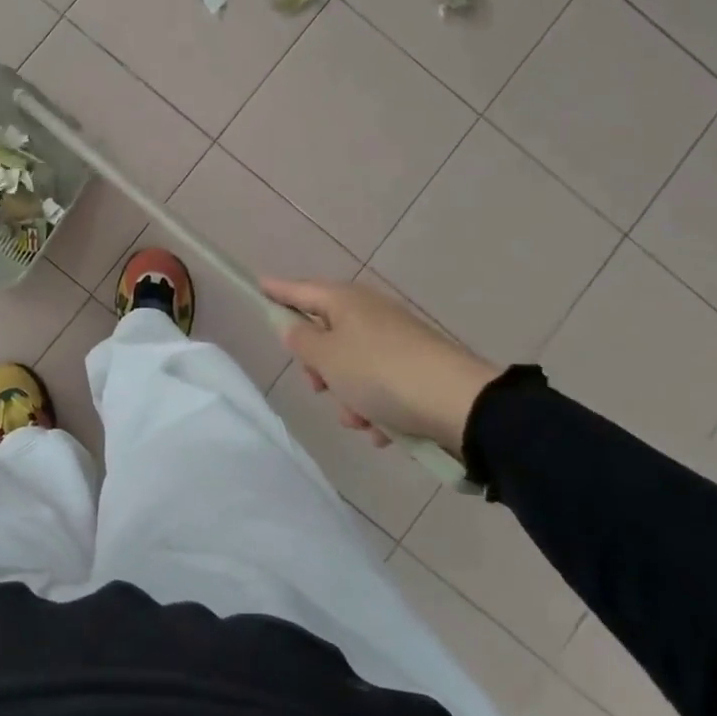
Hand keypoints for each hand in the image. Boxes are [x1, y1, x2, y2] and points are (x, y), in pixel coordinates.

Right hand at [260, 277, 501, 458]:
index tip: (258, 285)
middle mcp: (370, 314)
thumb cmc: (379, 373)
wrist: (458, 403)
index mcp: (346, 301)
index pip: (301, 290)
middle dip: (320, 368)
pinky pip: (379, 388)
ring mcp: (395, 342)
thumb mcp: (327, 357)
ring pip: (352, 369)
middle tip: (319, 387)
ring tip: (361, 420)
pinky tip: (383, 431)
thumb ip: (301, 341)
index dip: (278, 291)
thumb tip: (295, 327)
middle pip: (326, 336)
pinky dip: (375, 409)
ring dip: (348, 398)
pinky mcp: (415, 369)